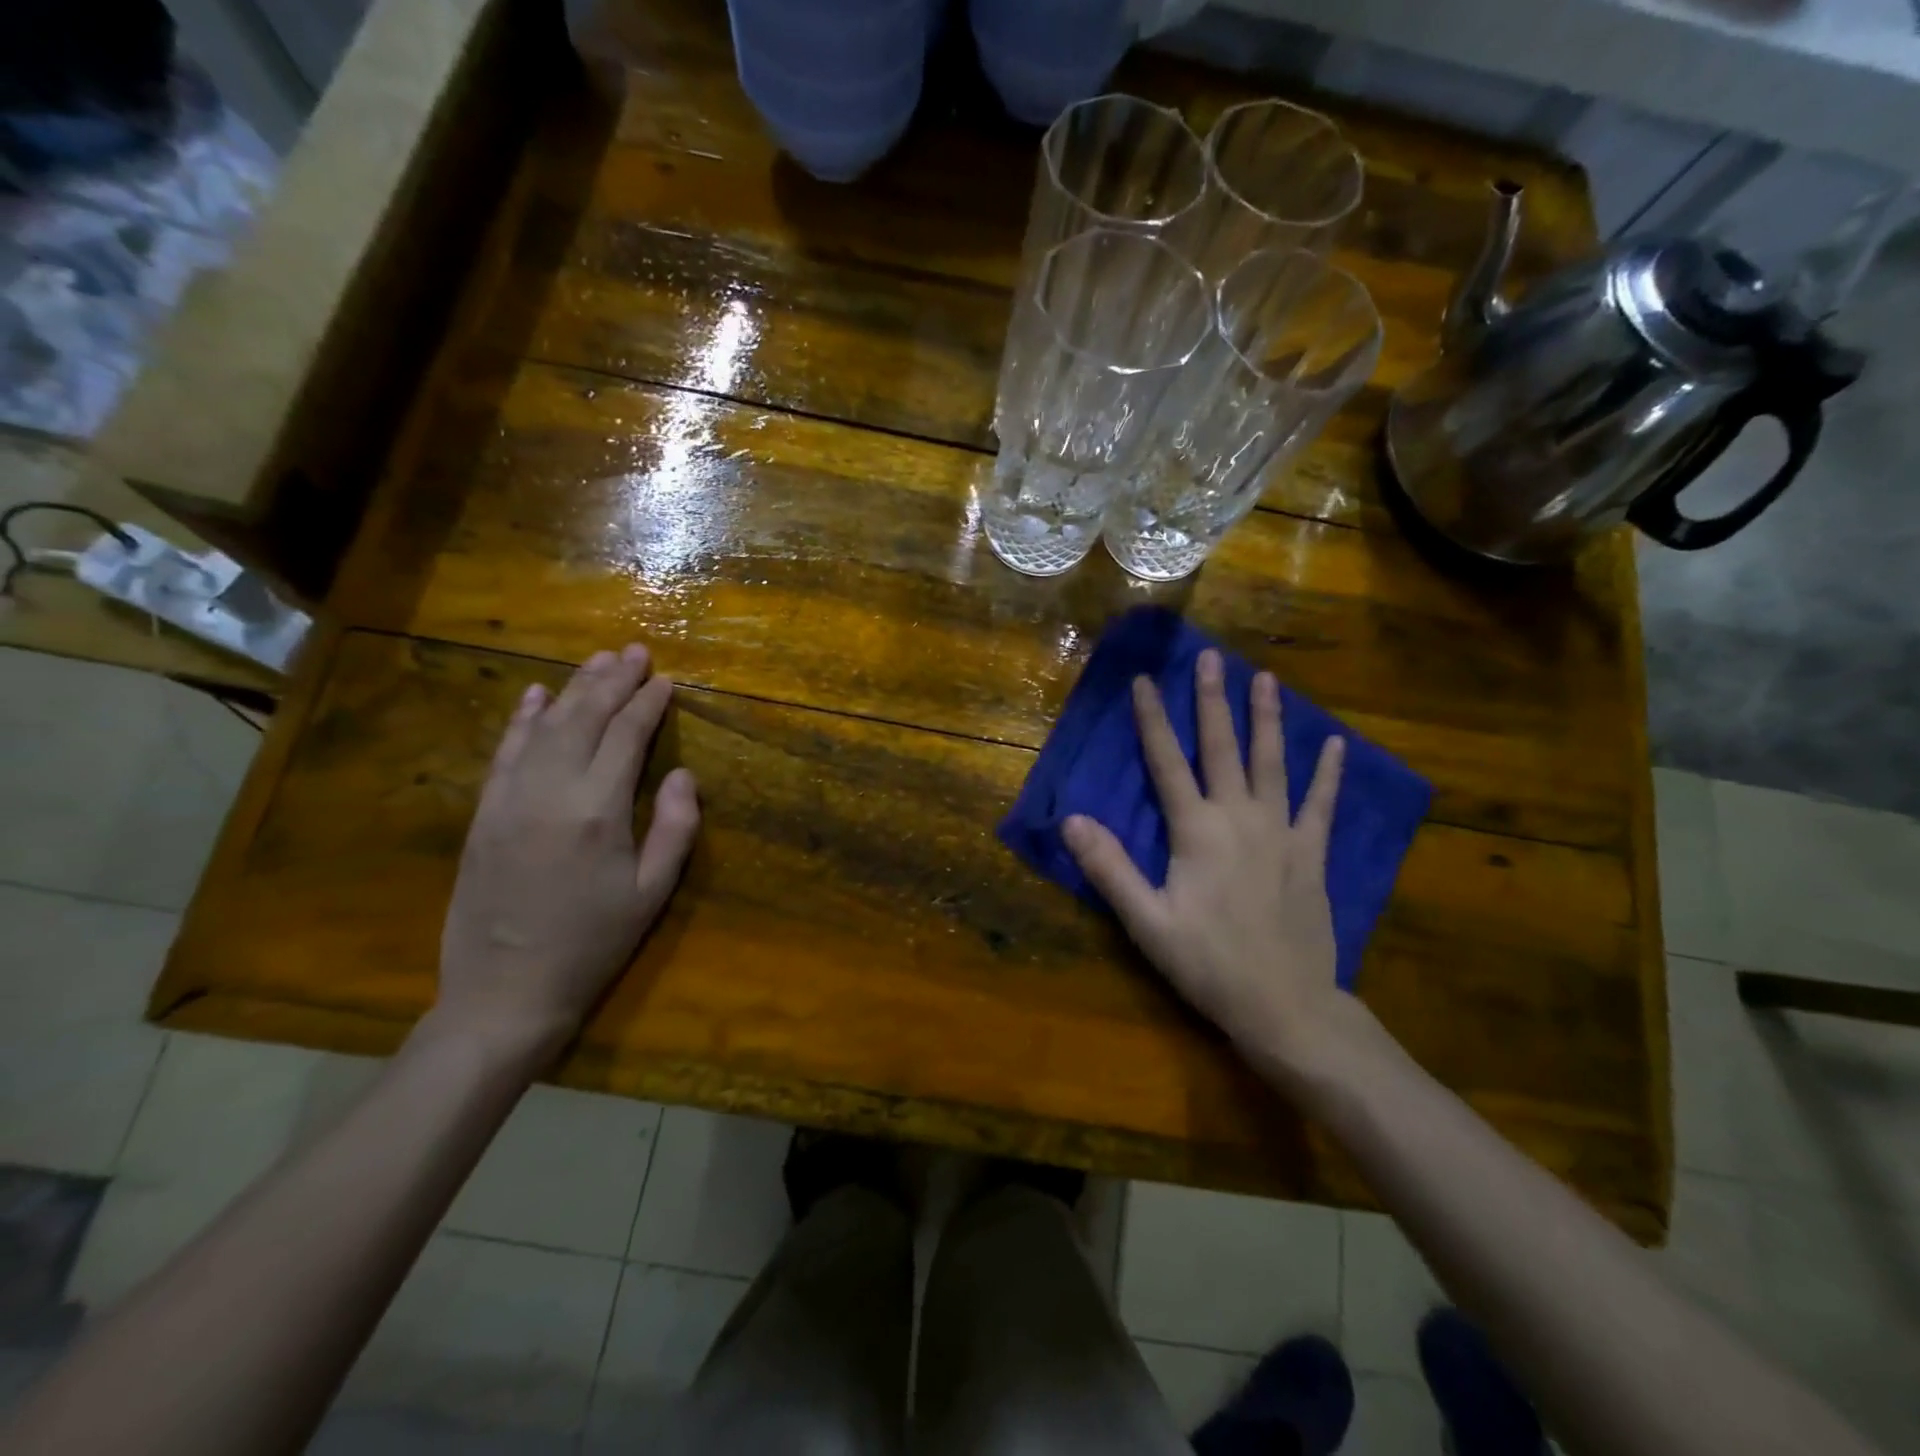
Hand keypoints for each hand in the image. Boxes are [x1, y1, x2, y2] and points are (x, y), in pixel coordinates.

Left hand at [434, 644, 699, 1067]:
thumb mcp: (652, 893)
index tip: (665, 679)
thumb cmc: (593, 944)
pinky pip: (504, 752)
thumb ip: (675, 828)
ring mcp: (510, 799)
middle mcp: (551, 791)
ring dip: (573, 688)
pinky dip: (522, 719)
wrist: (506, 991)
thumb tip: (683, 773)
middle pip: (585, 718)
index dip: (648, 703)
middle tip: (634, 651)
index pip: (627, 737)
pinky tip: (537, 695)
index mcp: (599, 811)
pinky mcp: (484, 813)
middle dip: (612, 680)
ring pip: (545, 726)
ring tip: (597, 660)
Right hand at [1062, 649, 1355, 1073]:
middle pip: (1222, 747)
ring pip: (1272, 763)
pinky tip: (1335, 745)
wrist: (1286, 1006)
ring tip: (1266, 679)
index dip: (1152, 720)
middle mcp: (1240, 817)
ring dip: (1267, 719)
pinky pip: (1321, 804)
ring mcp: (1282, 832)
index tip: (1144, 680)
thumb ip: (1110, 868)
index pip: (1166, 762)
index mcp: (1197, 831)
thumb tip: (1072, 820)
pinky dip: (1328, 774)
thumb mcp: (1147, 922)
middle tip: (1210, 657)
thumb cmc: (1209, 964)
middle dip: (1212, 700)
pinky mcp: (1311, 854)